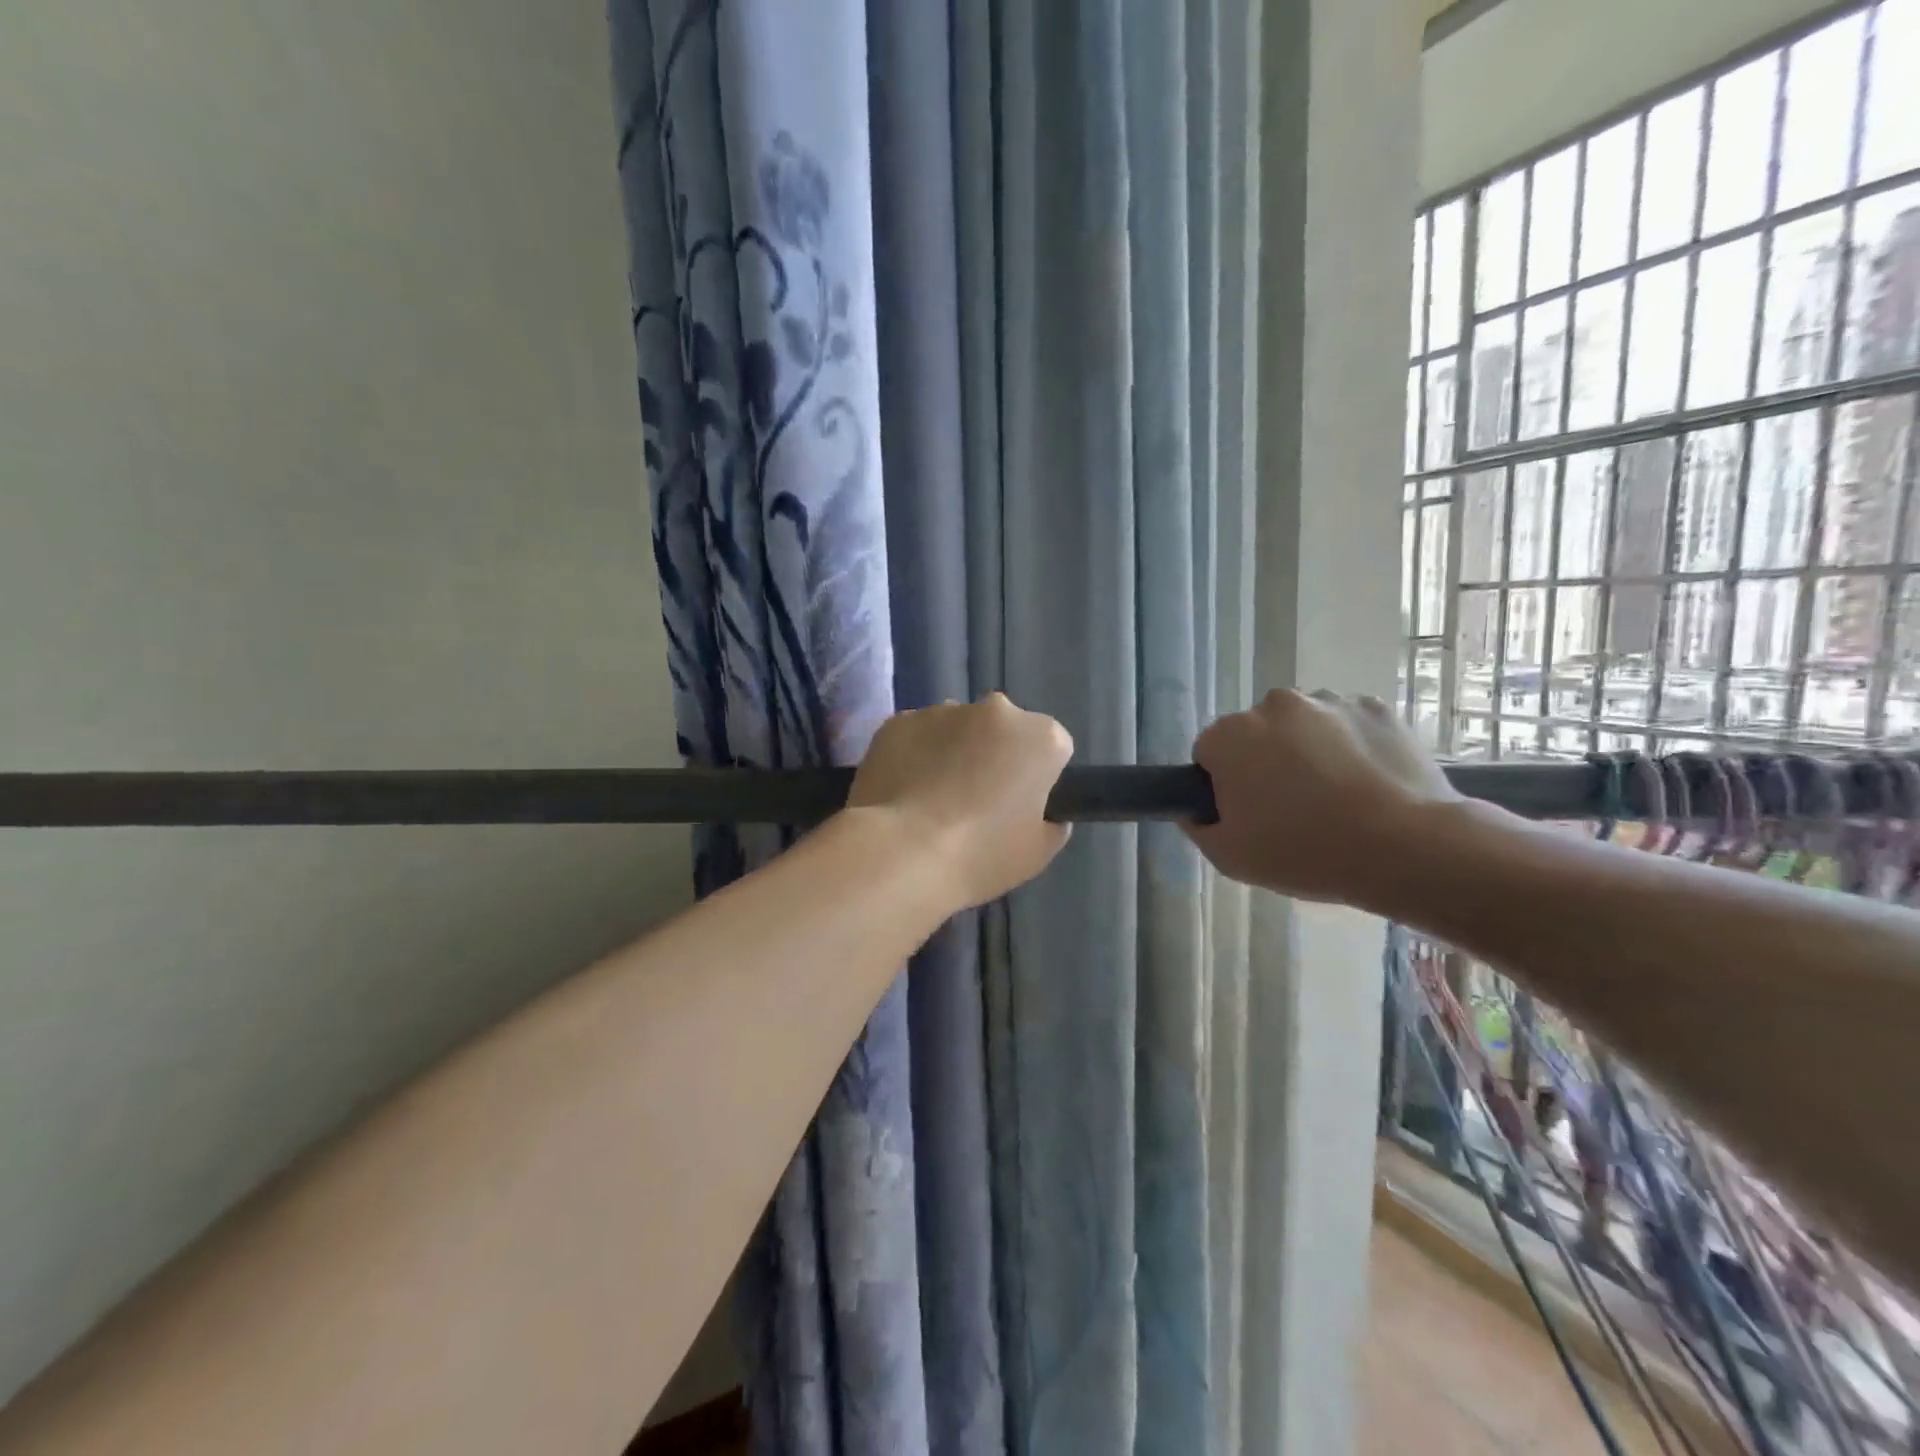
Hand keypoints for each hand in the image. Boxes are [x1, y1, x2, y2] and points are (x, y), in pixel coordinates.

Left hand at [848, 694, 1073, 909]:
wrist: (902, 854)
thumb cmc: (981, 855)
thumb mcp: (1038, 853)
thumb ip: (1051, 824)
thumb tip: (1044, 815)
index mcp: (1040, 737)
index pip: (1052, 748)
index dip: (1038, 777)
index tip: (1021, 806)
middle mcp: (995, 710)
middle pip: (1003, 729)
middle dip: (995, 754)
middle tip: (977, 801)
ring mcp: (942, 711)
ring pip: (957, 728)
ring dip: (953, 752)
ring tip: (933, 800)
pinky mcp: (898, 721)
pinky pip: (916, 736)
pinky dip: (914, 755)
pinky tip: (905, 793)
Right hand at [1183, 689, 1460, 902]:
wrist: (1404, 848)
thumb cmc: (1303, 852)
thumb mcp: (1229, 857)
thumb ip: (1198, 827)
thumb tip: (1193, 811)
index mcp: (1230, 735)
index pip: (1209, 753)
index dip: (1223, 785)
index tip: (1246, 813)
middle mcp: (1273, 705)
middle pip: (1256, 733)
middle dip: (1265, 761)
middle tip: (1290, 808)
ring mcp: (1328, 701)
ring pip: (1303, 726)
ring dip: (1308, 750)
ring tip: (1336, 797)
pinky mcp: (1375, 707)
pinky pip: (1348, 725)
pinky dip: (1351, 745)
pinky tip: (1367, 783)